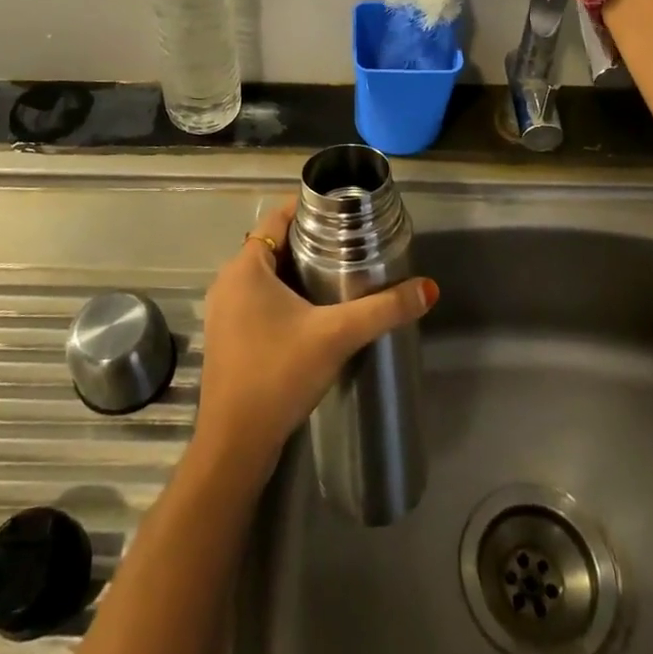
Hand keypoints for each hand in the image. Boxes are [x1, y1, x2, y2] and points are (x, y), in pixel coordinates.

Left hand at [192, 198, 437, 481]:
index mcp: (244, 267)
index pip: (278, 215)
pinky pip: (258, 298)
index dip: (310, 206)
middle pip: (274, 243)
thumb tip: (429, 289)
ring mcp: (223, 311)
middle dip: (310, 239)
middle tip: (351, 241)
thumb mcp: (336, 335)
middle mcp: (228, 281)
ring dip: (297, 269)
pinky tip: (314, 311)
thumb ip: (384, 309)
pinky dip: (284, 294)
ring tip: (340, 272)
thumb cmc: (278, 375)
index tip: (344, 208)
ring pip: (266, 273)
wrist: (235, 446)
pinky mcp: (228, 337)